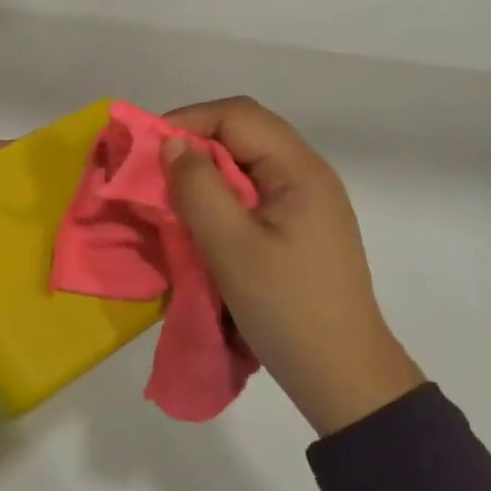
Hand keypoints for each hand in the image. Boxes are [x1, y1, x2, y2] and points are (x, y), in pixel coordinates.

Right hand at [161, 97, 423, 436]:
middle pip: (245, 131)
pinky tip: (202, 216)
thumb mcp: (231, 247)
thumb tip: (173, 144)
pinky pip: (254, 189)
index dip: (188, 121)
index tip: (147, 149)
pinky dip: (221, 192)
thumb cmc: (286, 308)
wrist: (342, 375)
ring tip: (172, 191)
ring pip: (248, 160)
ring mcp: (307, 200)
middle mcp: (308, 173)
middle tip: (154, 169)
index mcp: (300, 169)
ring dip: (206, 168)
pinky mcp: (300, 225)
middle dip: (195, 140)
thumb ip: (198, 188)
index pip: (238, 115)